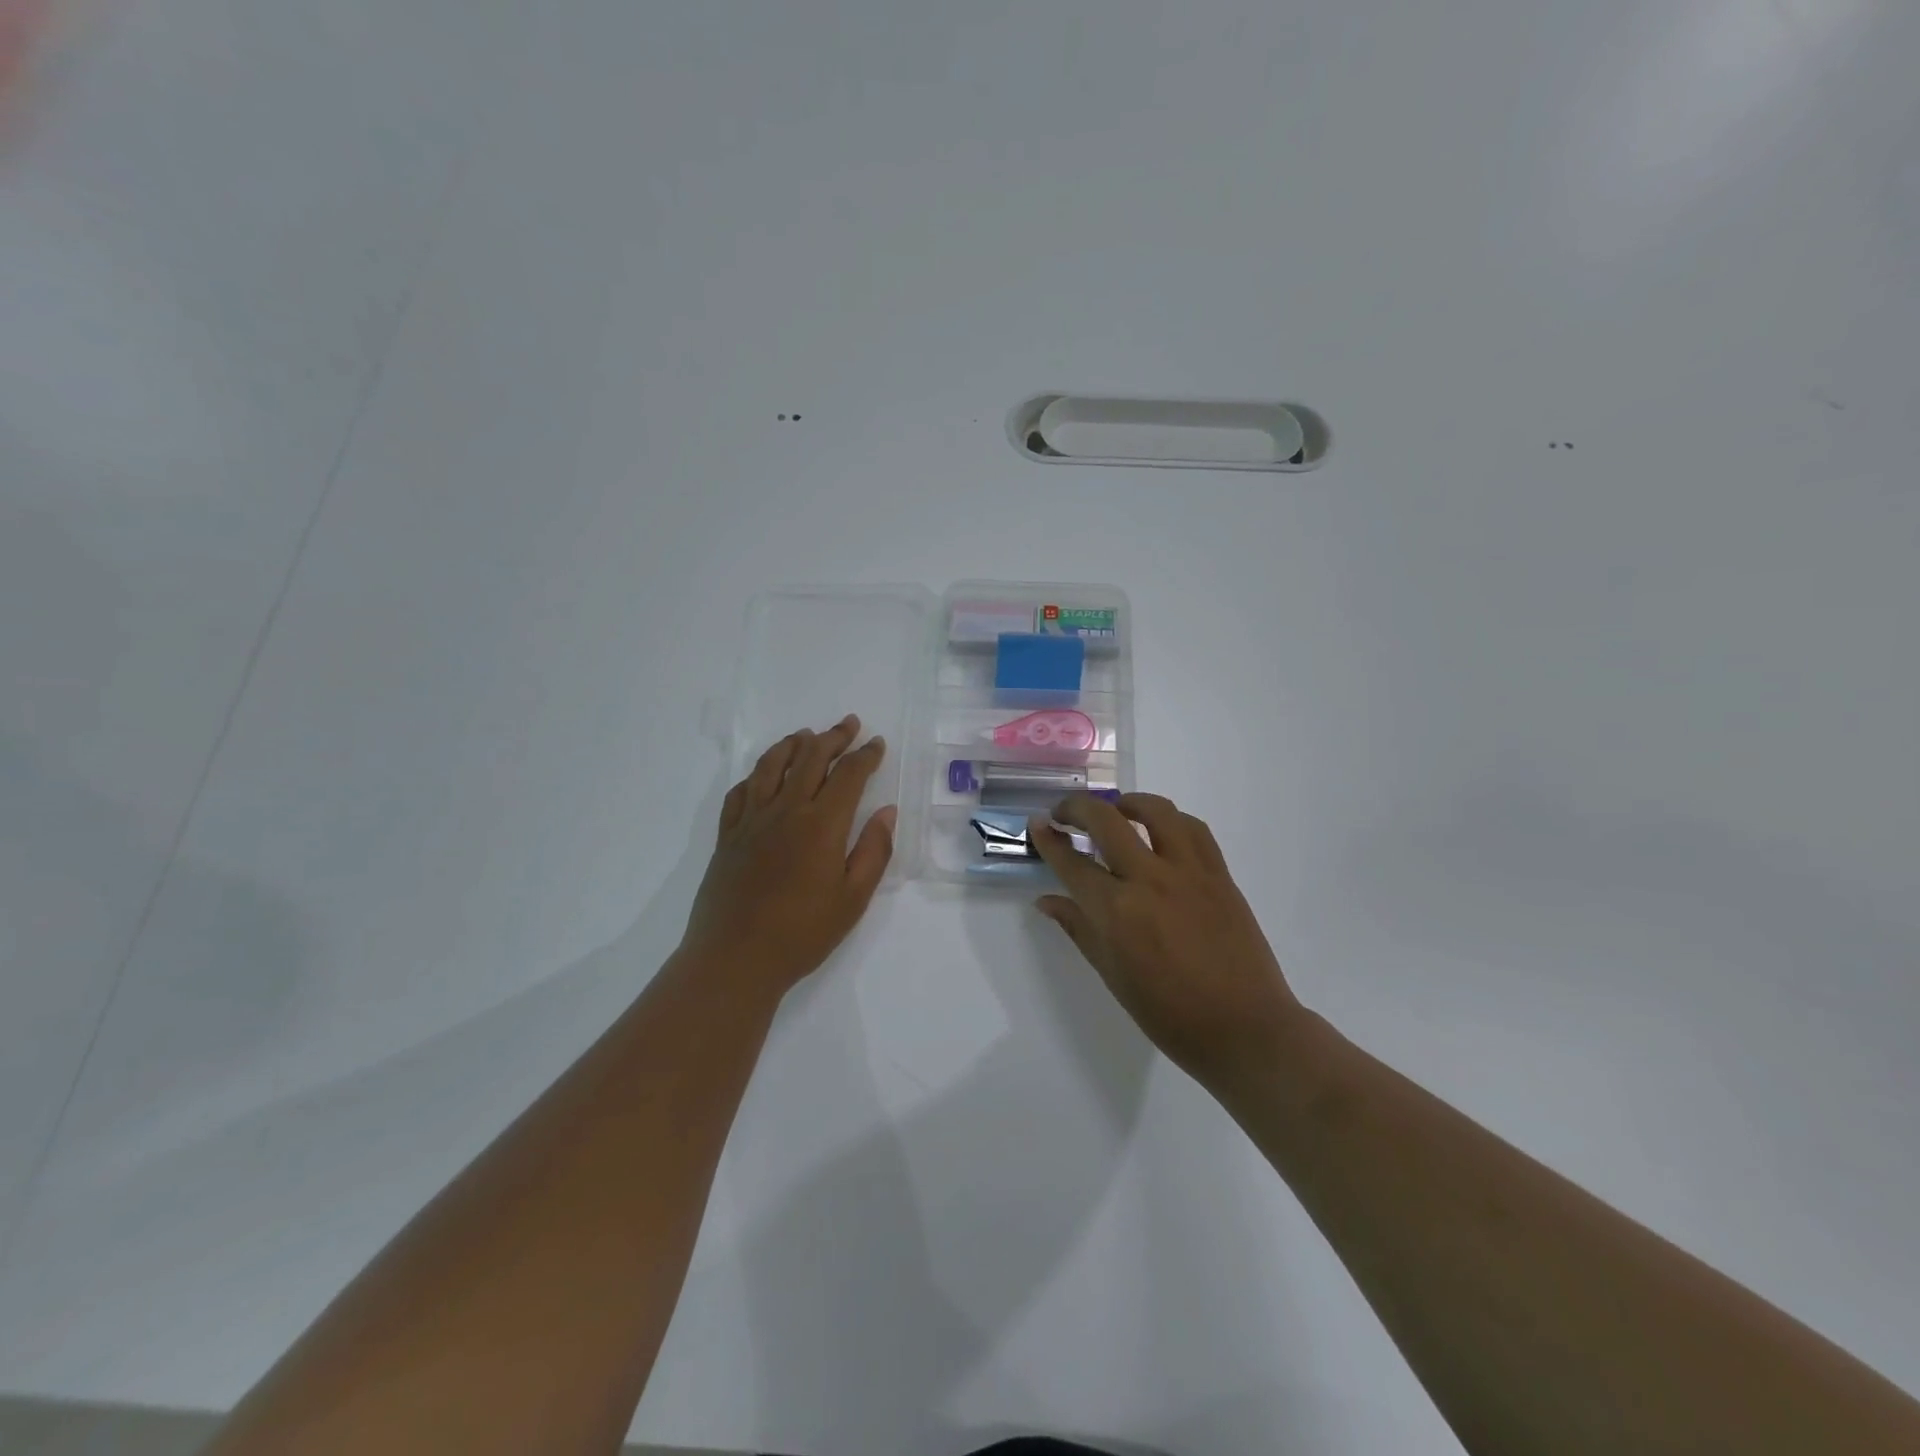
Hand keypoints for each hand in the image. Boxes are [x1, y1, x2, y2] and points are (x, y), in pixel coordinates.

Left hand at [680, 715, 895, 997]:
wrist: (734, 959)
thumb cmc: (802, 933)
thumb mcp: (853, 898)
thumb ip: (873, 850)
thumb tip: (887, 811)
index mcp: (821, 824)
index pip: (848, 774)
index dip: (865, 755)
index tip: (877, 743)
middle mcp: (786, 810)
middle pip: (811, 758)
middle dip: (833, 737)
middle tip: (849, 724)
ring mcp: (751, 820)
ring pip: (772, 765)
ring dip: (793, 744)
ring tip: (806, 735)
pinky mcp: (727, 835)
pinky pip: (740, 791)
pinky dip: (756, 774)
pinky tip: (762, 774)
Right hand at [1030, 793, 1301, 1080]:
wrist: (1244, 1028)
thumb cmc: (1170, 1014)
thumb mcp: (1112, 975)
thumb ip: (1078, 928)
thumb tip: (1047, 901)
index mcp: (1116, 911)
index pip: (1071, 862)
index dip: (1048, 840)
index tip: (1037, 824)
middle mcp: (1149, 879)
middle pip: (1106, 820)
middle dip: (1077, 808)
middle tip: (1064, 813)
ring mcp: (1189, 872)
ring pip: (1156, 811)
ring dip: (1128, 803)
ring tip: (1115, 810)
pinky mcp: (1220, 874)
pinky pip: (1194, 829)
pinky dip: (1171, 820)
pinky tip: (1161, 829)